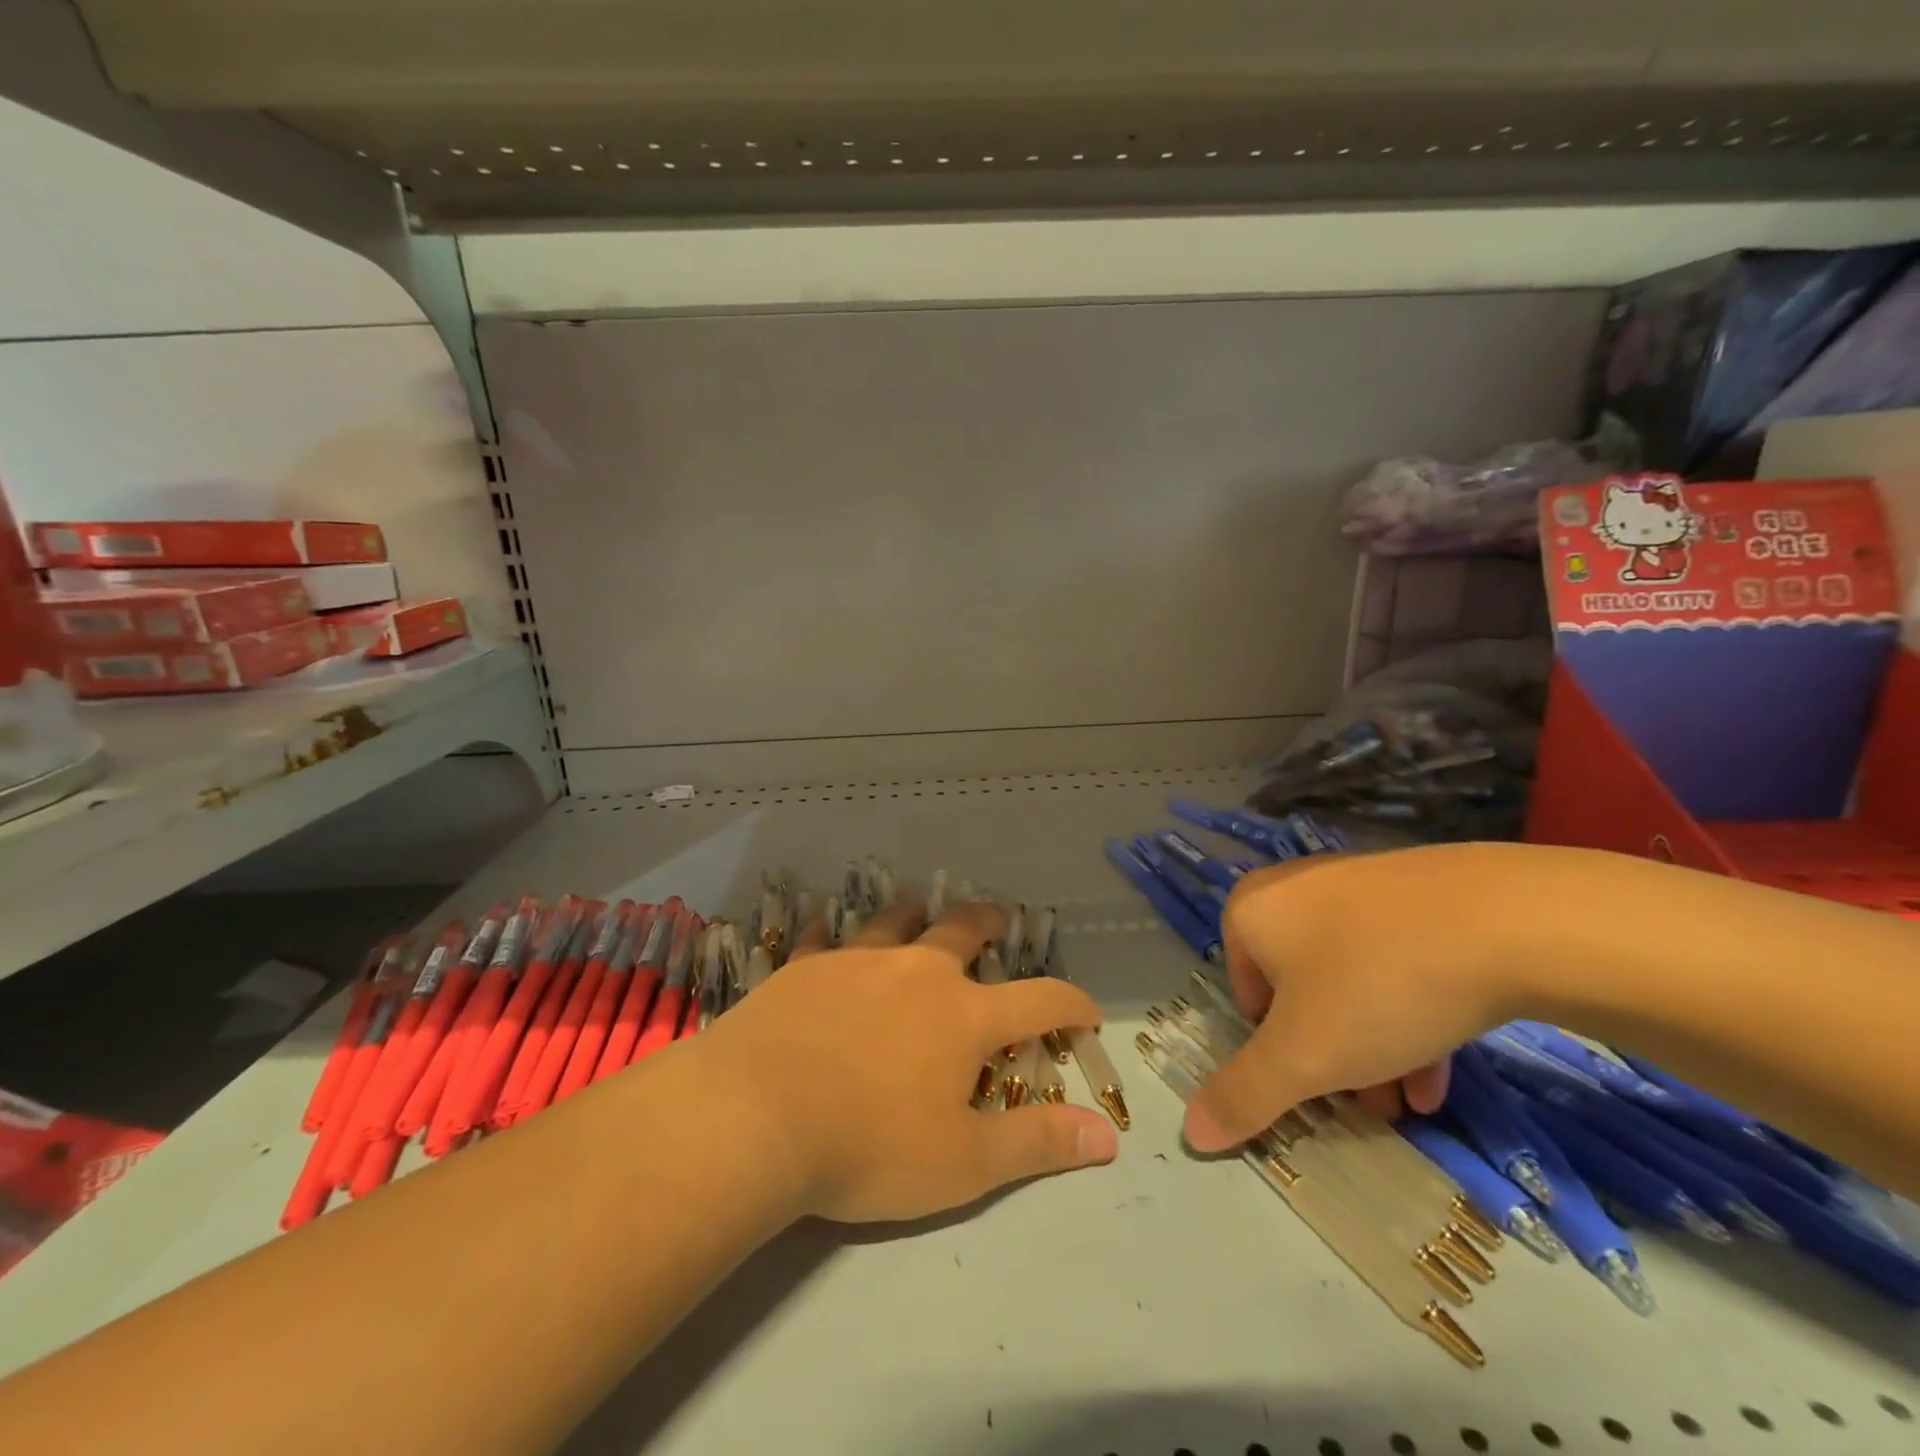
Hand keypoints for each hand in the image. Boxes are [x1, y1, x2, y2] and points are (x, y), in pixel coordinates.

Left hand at [696, 898, 1118, 1221]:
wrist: (754, 1117)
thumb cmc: (867, 1147)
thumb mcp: (963, 1163)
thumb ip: (1037, 1144)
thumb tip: (1108, 1134)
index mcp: (962, 1016)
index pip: (1038, 1001)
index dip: (1071, 1004)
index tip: (1088, 1011)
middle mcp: (916, 973)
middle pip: (962, 931)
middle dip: (988, 922)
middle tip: (998, 916)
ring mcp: (856, 962)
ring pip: (894, 921)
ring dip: (912, 913)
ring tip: (917, 906)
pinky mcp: (804, 967)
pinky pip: (822, 940)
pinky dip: (830, 936)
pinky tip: (821, 934)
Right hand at [1184, 844, 1514, 1152]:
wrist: (1507, 919)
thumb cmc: (1376, 983)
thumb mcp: (1304, 1055)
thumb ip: (1244, 1093)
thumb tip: (1192, 1132)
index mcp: (1253, 911)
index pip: (1245, 993)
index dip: (1276, 1049)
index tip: (1316, 1081)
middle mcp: (1296, 889)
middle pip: (1300, 991)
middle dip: (1330, 1057)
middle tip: (1367, 1104)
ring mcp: (1360, 886)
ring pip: (1352, 981)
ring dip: (1373, 1048)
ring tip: (1410, 1104)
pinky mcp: (1420, 893)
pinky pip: (1396, 960)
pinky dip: (1409, 1013)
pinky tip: (1442, 1071)